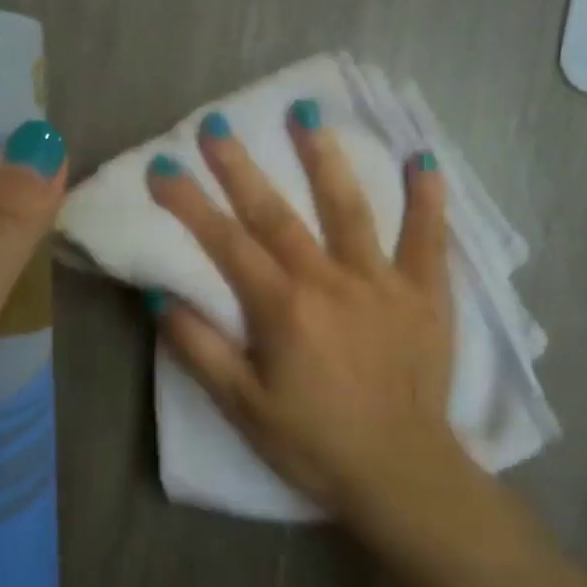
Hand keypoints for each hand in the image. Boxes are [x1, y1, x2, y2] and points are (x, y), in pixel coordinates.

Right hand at [145, 103, 461, 521]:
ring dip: (325, 158)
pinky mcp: (425, 294)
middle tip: (217, 123)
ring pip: (350, 208)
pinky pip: (428, 239)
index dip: (189, 202)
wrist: (400, 473)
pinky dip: (428, 199)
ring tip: (307, 113)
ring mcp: (382, 282)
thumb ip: (199, 348)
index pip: (225, 242)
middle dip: (241, 166)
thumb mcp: (241, 406)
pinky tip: (424, 160)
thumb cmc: (312, 442)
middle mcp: (330, 281)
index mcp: (282, 308)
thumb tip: (157, 295)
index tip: (163, 166)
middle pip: (277, 213)